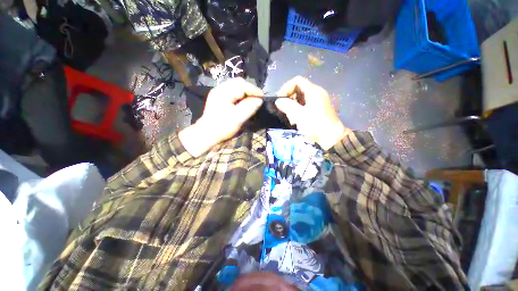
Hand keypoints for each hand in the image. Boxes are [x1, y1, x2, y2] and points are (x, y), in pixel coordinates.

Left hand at [179, 78, 262, 156]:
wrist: (207, 134)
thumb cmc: (222, 127)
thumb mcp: (238, 118)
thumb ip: (249, 108)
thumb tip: (259, 100)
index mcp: (224, 92)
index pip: (243, 85)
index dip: (254, 90)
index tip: (262, 97)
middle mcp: (220, 89)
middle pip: (239, 83)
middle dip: (250, 89)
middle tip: (257, 99)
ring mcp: (218, 92)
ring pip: (235, 86)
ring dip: (245, 92)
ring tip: (251, 100)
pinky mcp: (218, 98)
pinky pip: (232, 91)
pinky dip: (240, 95)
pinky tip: (243, 102)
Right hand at [275, 76, 350, 149]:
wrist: (331, 138)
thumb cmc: (315, 125)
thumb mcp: (299, 116)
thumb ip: (287, 106)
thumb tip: (278, 101)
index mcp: (313, 91)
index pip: (297, 81)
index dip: (286, 87)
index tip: (280, 99)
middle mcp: (316, 93)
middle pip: (298, 89)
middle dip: (289, 99)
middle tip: (285, 111)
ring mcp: (317, 101)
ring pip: (300, 99)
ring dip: (292, 107)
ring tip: (291, 118)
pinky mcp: (317, 108)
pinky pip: (304, 105)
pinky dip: (297, 111)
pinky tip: (296, 120)